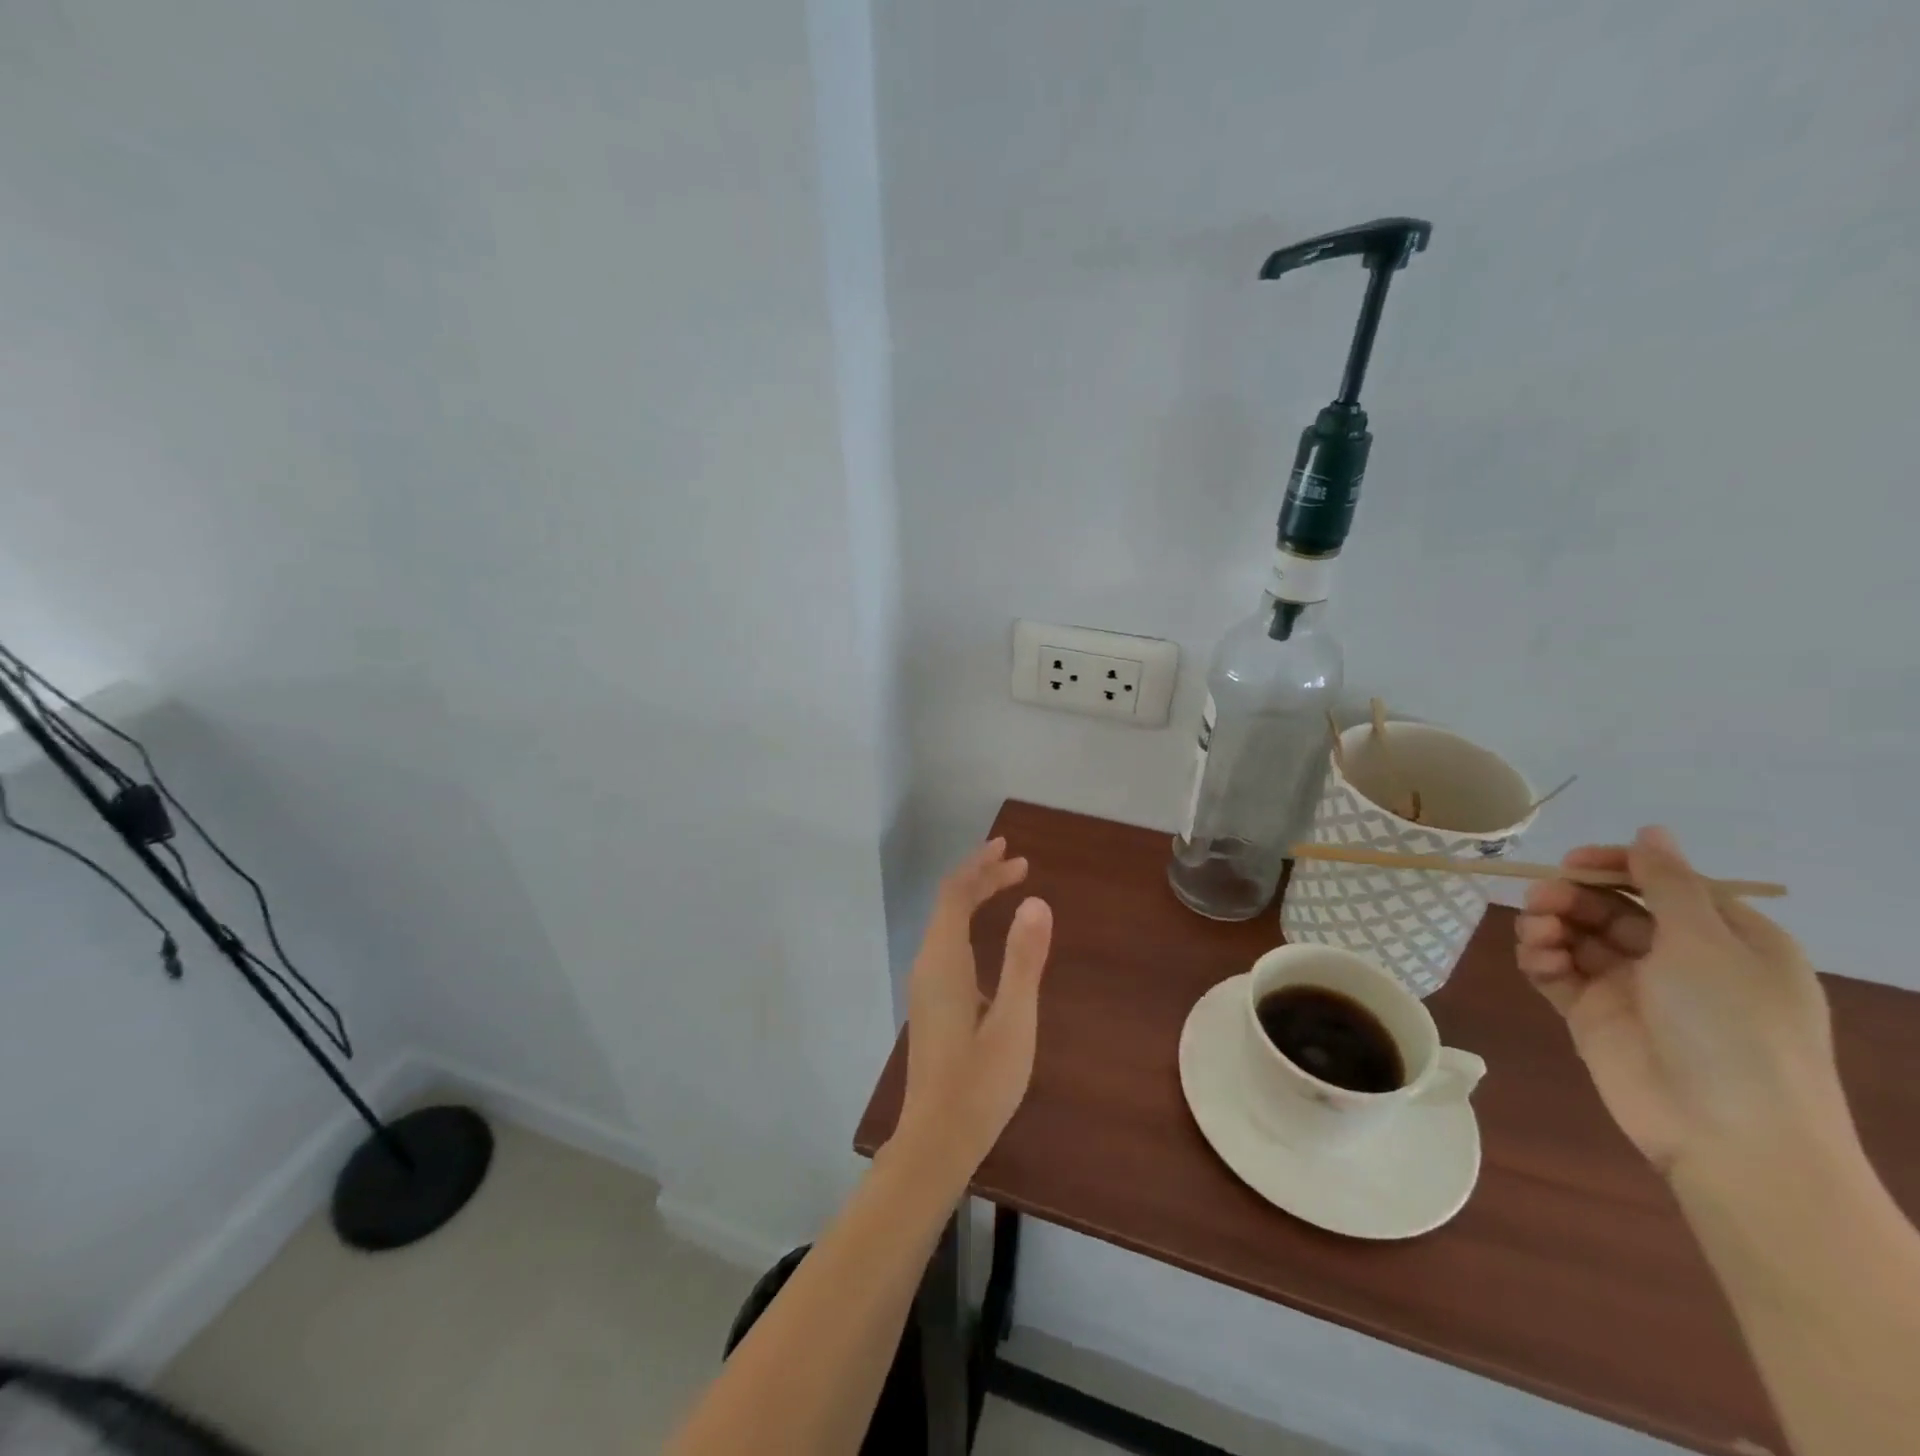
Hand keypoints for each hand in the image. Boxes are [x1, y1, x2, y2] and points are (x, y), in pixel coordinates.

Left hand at [894, 838, 1053, 1177]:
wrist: (936, 1139)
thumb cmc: (980, 1082)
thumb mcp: (1014, 1021)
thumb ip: (1025, 960)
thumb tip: (1036, 902)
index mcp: (944, 961)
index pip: (955, 894)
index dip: (980, 866)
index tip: (1010, 850)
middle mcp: (929, 965)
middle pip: (949, 904)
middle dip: (981, 877)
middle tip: (1019, 865)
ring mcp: (927, 986)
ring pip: (947, 925)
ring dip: (975, 898)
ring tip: (1009, 887)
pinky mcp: (933, 1004)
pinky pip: (949, 945)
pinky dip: (971, 924)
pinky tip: (993, 941)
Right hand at [1516, 826, 1847, 1175]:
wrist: (1727, 1134)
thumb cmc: (1734, 1028)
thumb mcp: (1707, 944)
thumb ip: (1668, 883)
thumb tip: (1650, 831)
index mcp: (1725, 939)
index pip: (1662, 884)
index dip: (1616, 866)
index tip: (1572, 861)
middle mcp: (1678, 959)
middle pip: (1610, 908)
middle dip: (1572, 896)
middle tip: (1541, 899)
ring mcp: (1632, 989)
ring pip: (1577, 936)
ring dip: (1550, 924)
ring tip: (1537, 933)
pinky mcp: (1592, 1014)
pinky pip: (1557, 971)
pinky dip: (1541, 957)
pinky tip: (1537, 957)